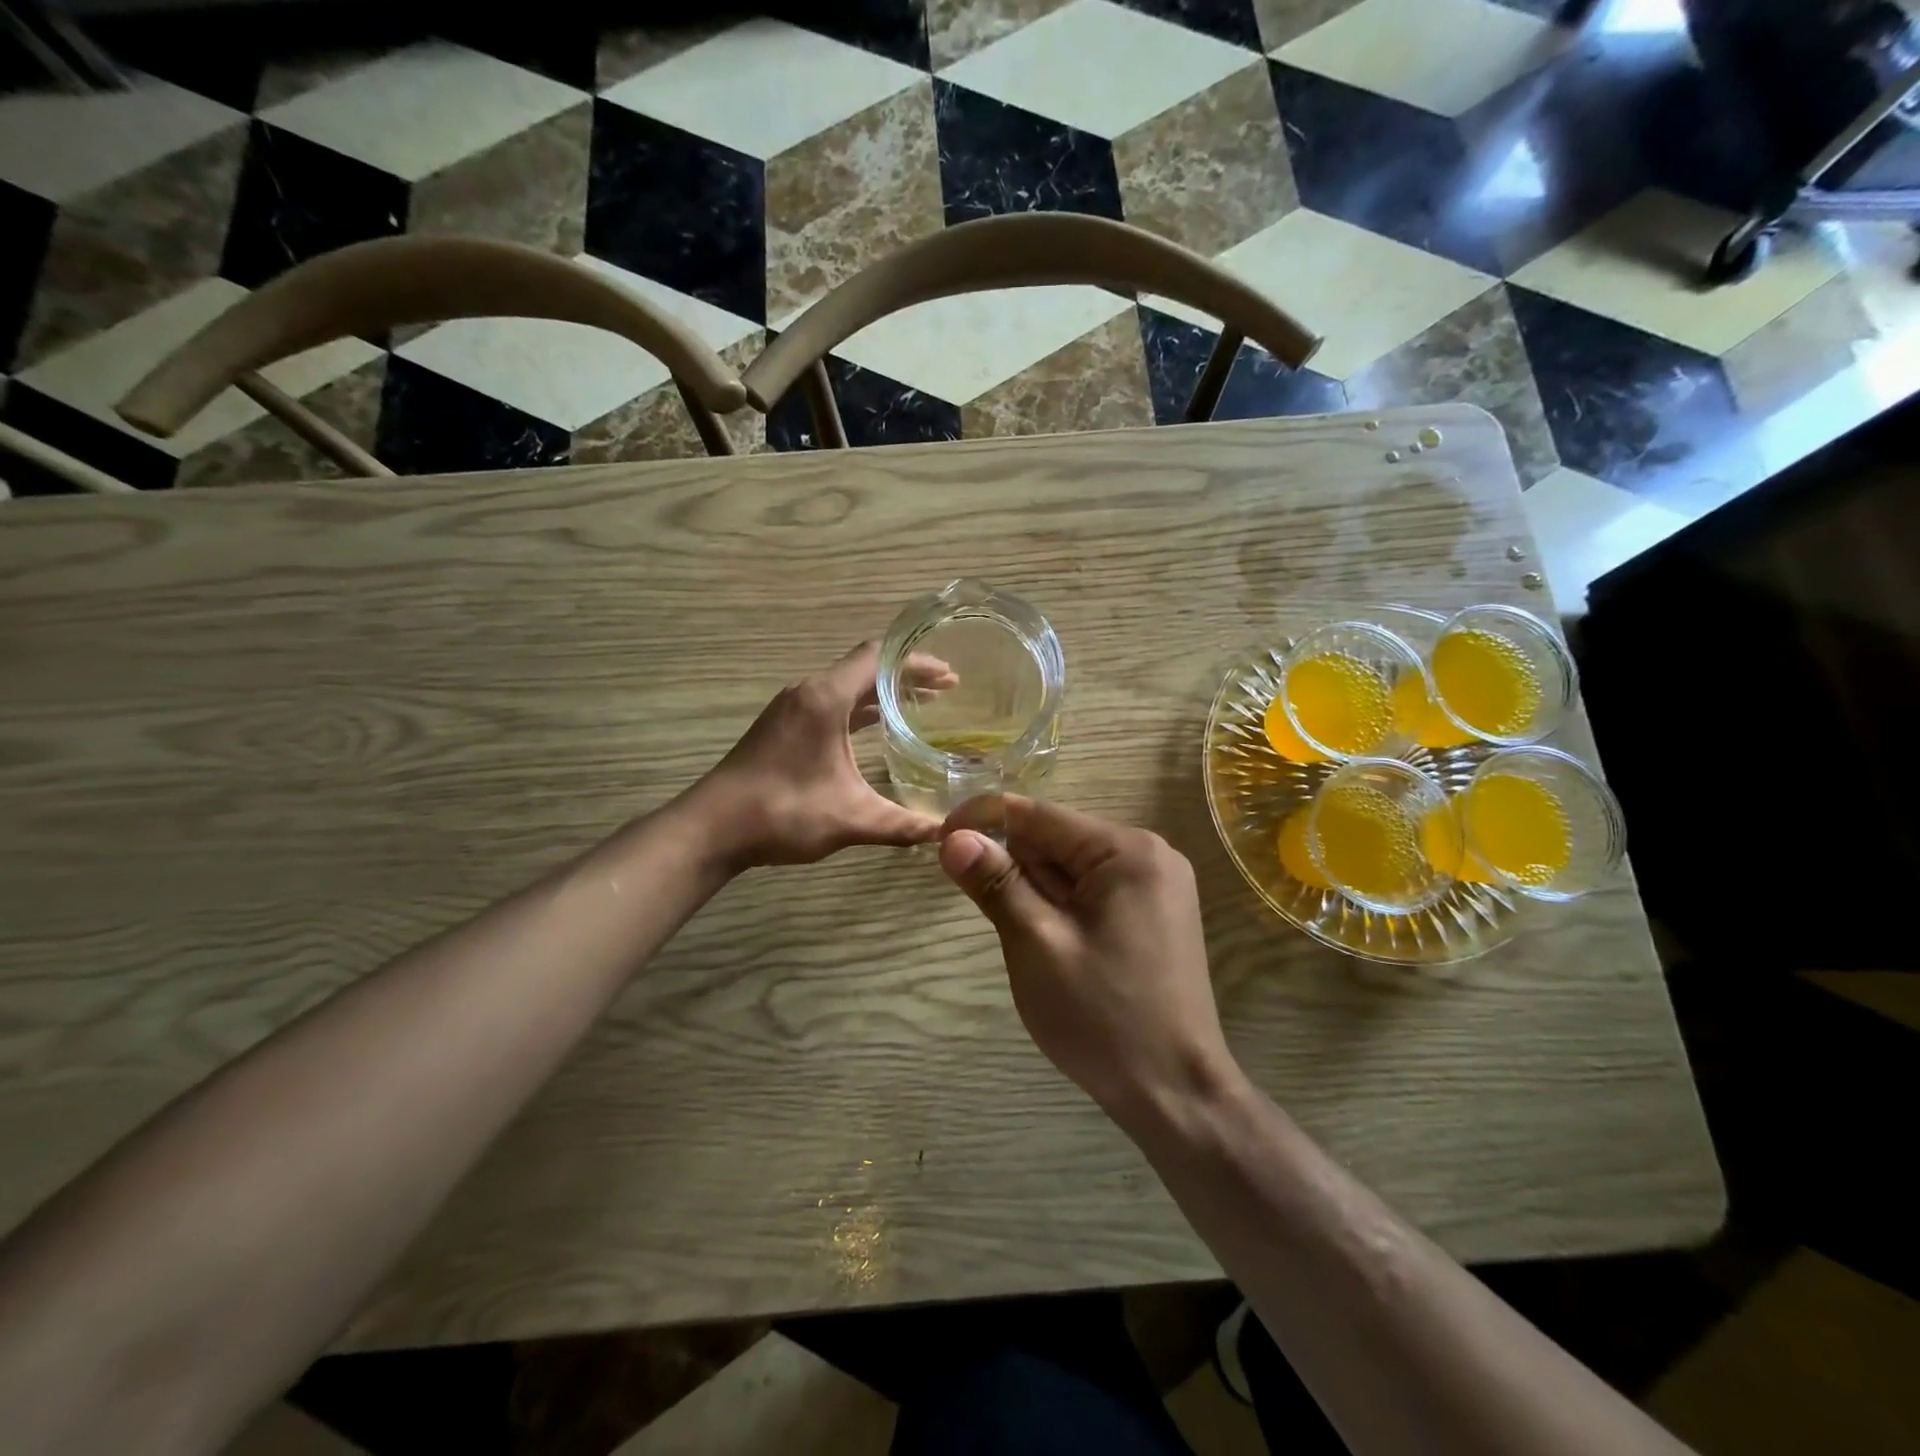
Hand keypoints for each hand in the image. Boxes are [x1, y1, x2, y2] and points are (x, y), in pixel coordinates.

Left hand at [697, 641, 955, 867]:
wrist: (712, 828)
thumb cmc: (782, 812)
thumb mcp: (850, 818)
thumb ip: (901, 824)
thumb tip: (944, 833)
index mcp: (825, 698)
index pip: (879, 658)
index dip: (918, 662)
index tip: (950, 676)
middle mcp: (808, 692)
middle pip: (864, 667)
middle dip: (906, 676)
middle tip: (946, 689)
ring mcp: (792, 708)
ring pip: (846, 686)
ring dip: (882, 692)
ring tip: (920, 704)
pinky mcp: (782, 726)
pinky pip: (831, 703)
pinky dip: (859, 708)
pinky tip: (876, 728)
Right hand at [938, 796, 1238, 1125]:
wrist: (1176, 1093)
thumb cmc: (1102, 1017)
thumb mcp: (1037, 945)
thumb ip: (996, 884)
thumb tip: (954, 838)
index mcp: (1127, 851)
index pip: (1039, 815)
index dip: (984, 819)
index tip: (939, 838)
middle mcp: (1149, 855)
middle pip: (1057, 840)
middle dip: (1016, 869)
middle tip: (1003, 925)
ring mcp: (1157, 886)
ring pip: (1071, 869)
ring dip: (1037, 895)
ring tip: (1036, 948)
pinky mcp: (1155, 915)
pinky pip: (1092, 893)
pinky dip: (1060, 910)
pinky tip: (1057, 949)